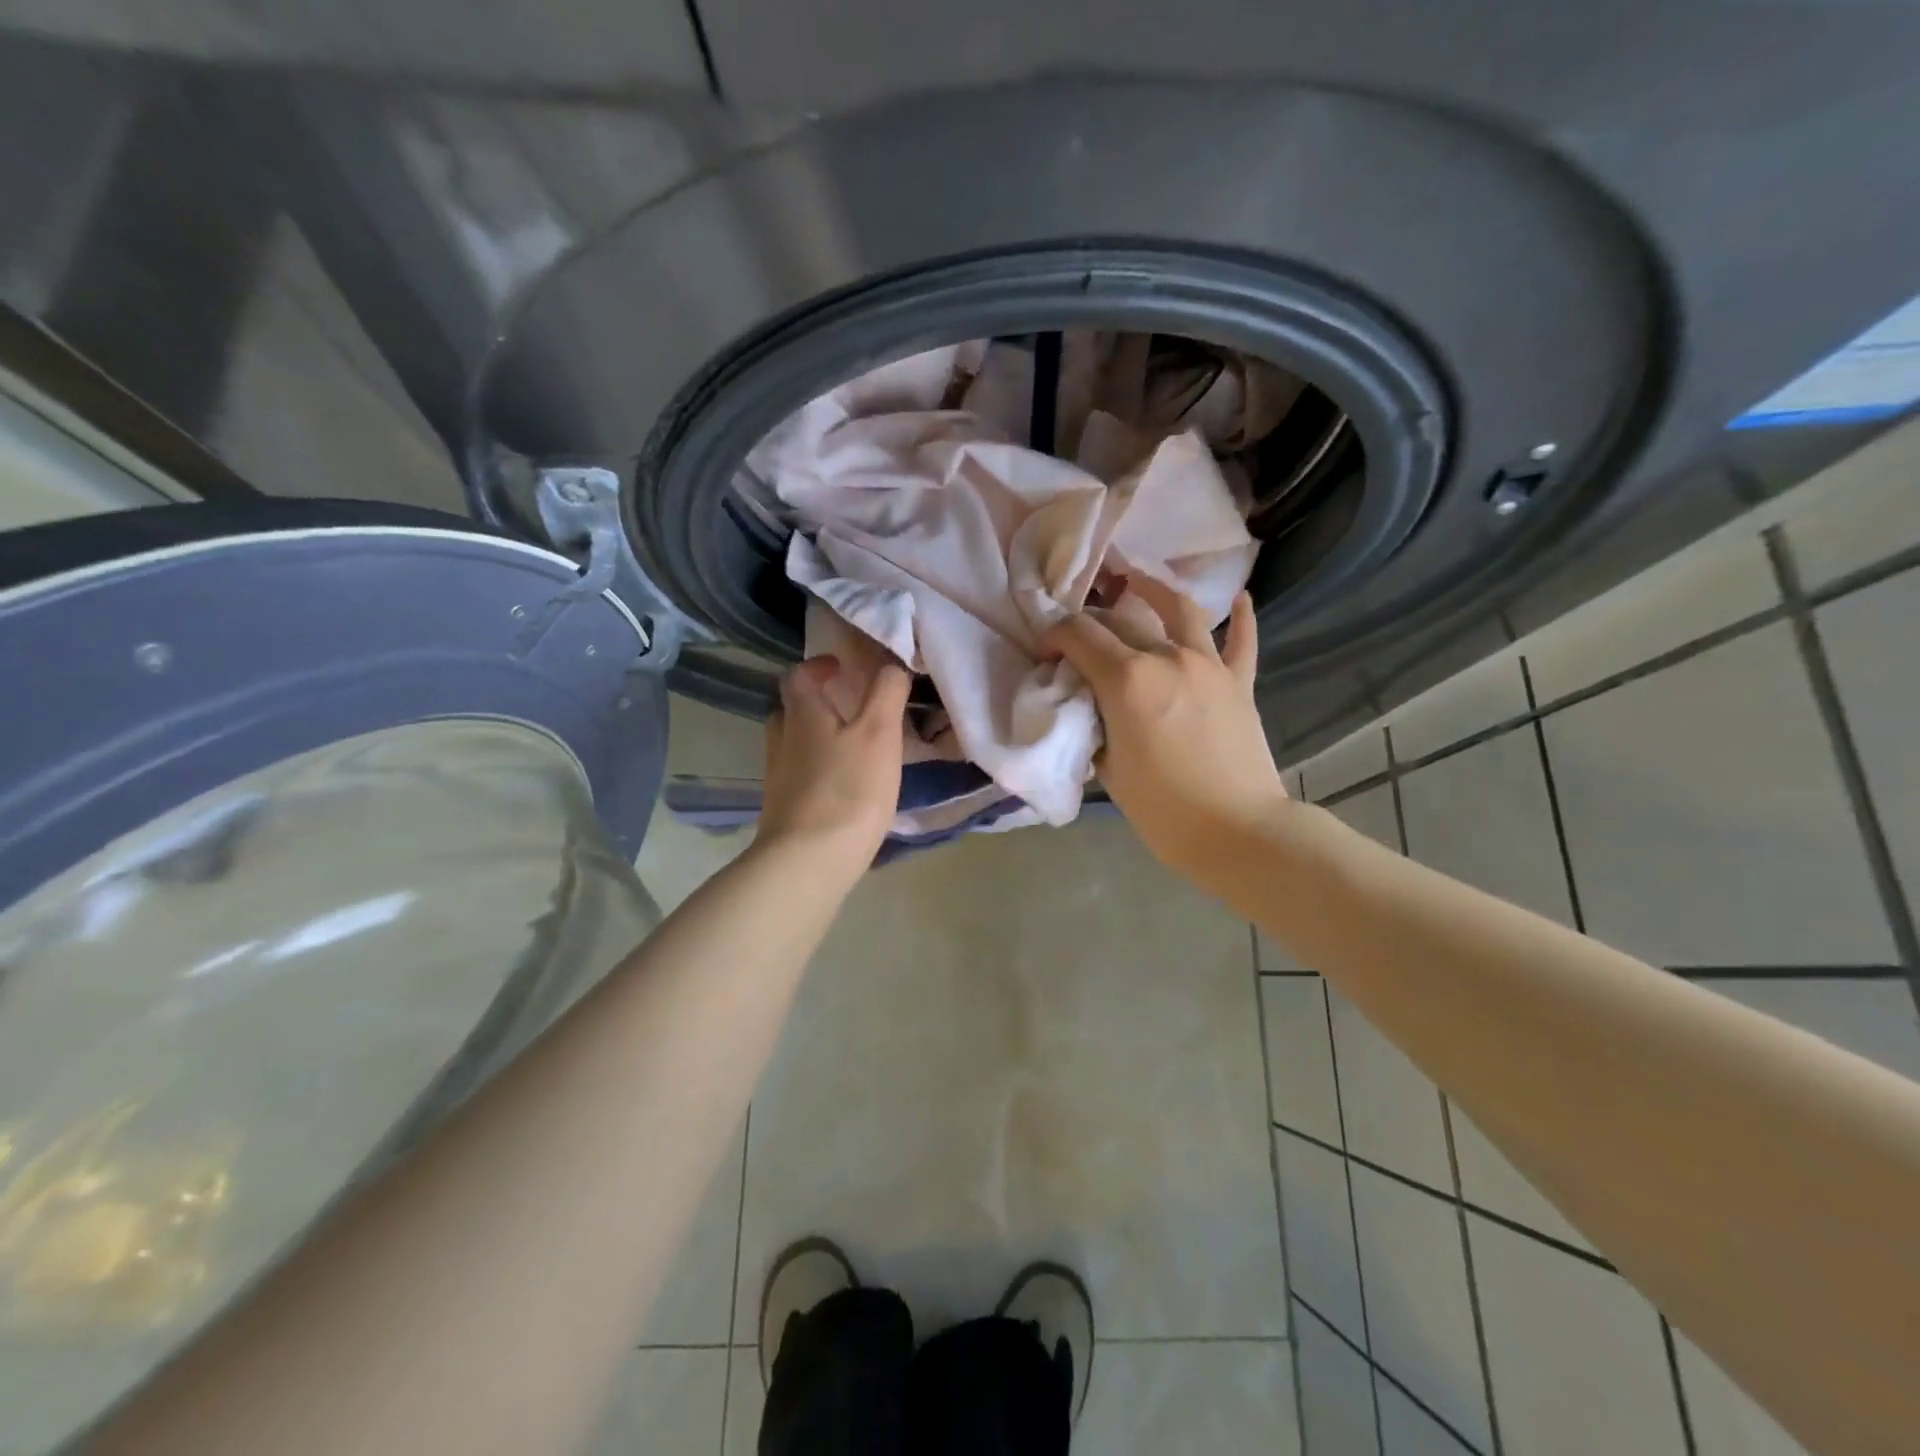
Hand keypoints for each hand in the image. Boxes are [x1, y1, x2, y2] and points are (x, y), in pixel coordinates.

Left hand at [757, 655, 911, 866]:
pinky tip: (843, 787)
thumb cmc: (849, 789)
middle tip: (848, 707)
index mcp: (802, 715)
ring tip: (851, 747)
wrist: (809, 861)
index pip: (798, 675)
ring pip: (793, 745)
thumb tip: (891, 665)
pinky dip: (817, 771)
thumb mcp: (879, 733)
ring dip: (816, 738)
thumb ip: (886, 693)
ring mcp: (778, 778)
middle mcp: (782, 740)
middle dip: (816, 703)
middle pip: (791, 710)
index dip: (818, 666)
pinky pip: (799, 777)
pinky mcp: (782, 810)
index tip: (841, 668)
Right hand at [1042, 580, 1289, 877]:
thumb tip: (1090, 704)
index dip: (1054, 636)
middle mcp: (1166, 657)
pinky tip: (1238, 599)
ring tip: (1136, 581)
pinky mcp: (1239, 682)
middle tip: (1080, 638)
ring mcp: (1209, 665)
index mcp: (1127, 679)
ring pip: (1179, 609)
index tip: (1047, 655)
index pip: (1078, 634)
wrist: (1238, 832)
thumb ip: (1094, 723)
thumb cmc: (1163, 809)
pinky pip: (1242, 640)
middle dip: (1091, 621)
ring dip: (1153, 590)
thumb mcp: (1108, 767)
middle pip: (1119, 620)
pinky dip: (1240, 617)